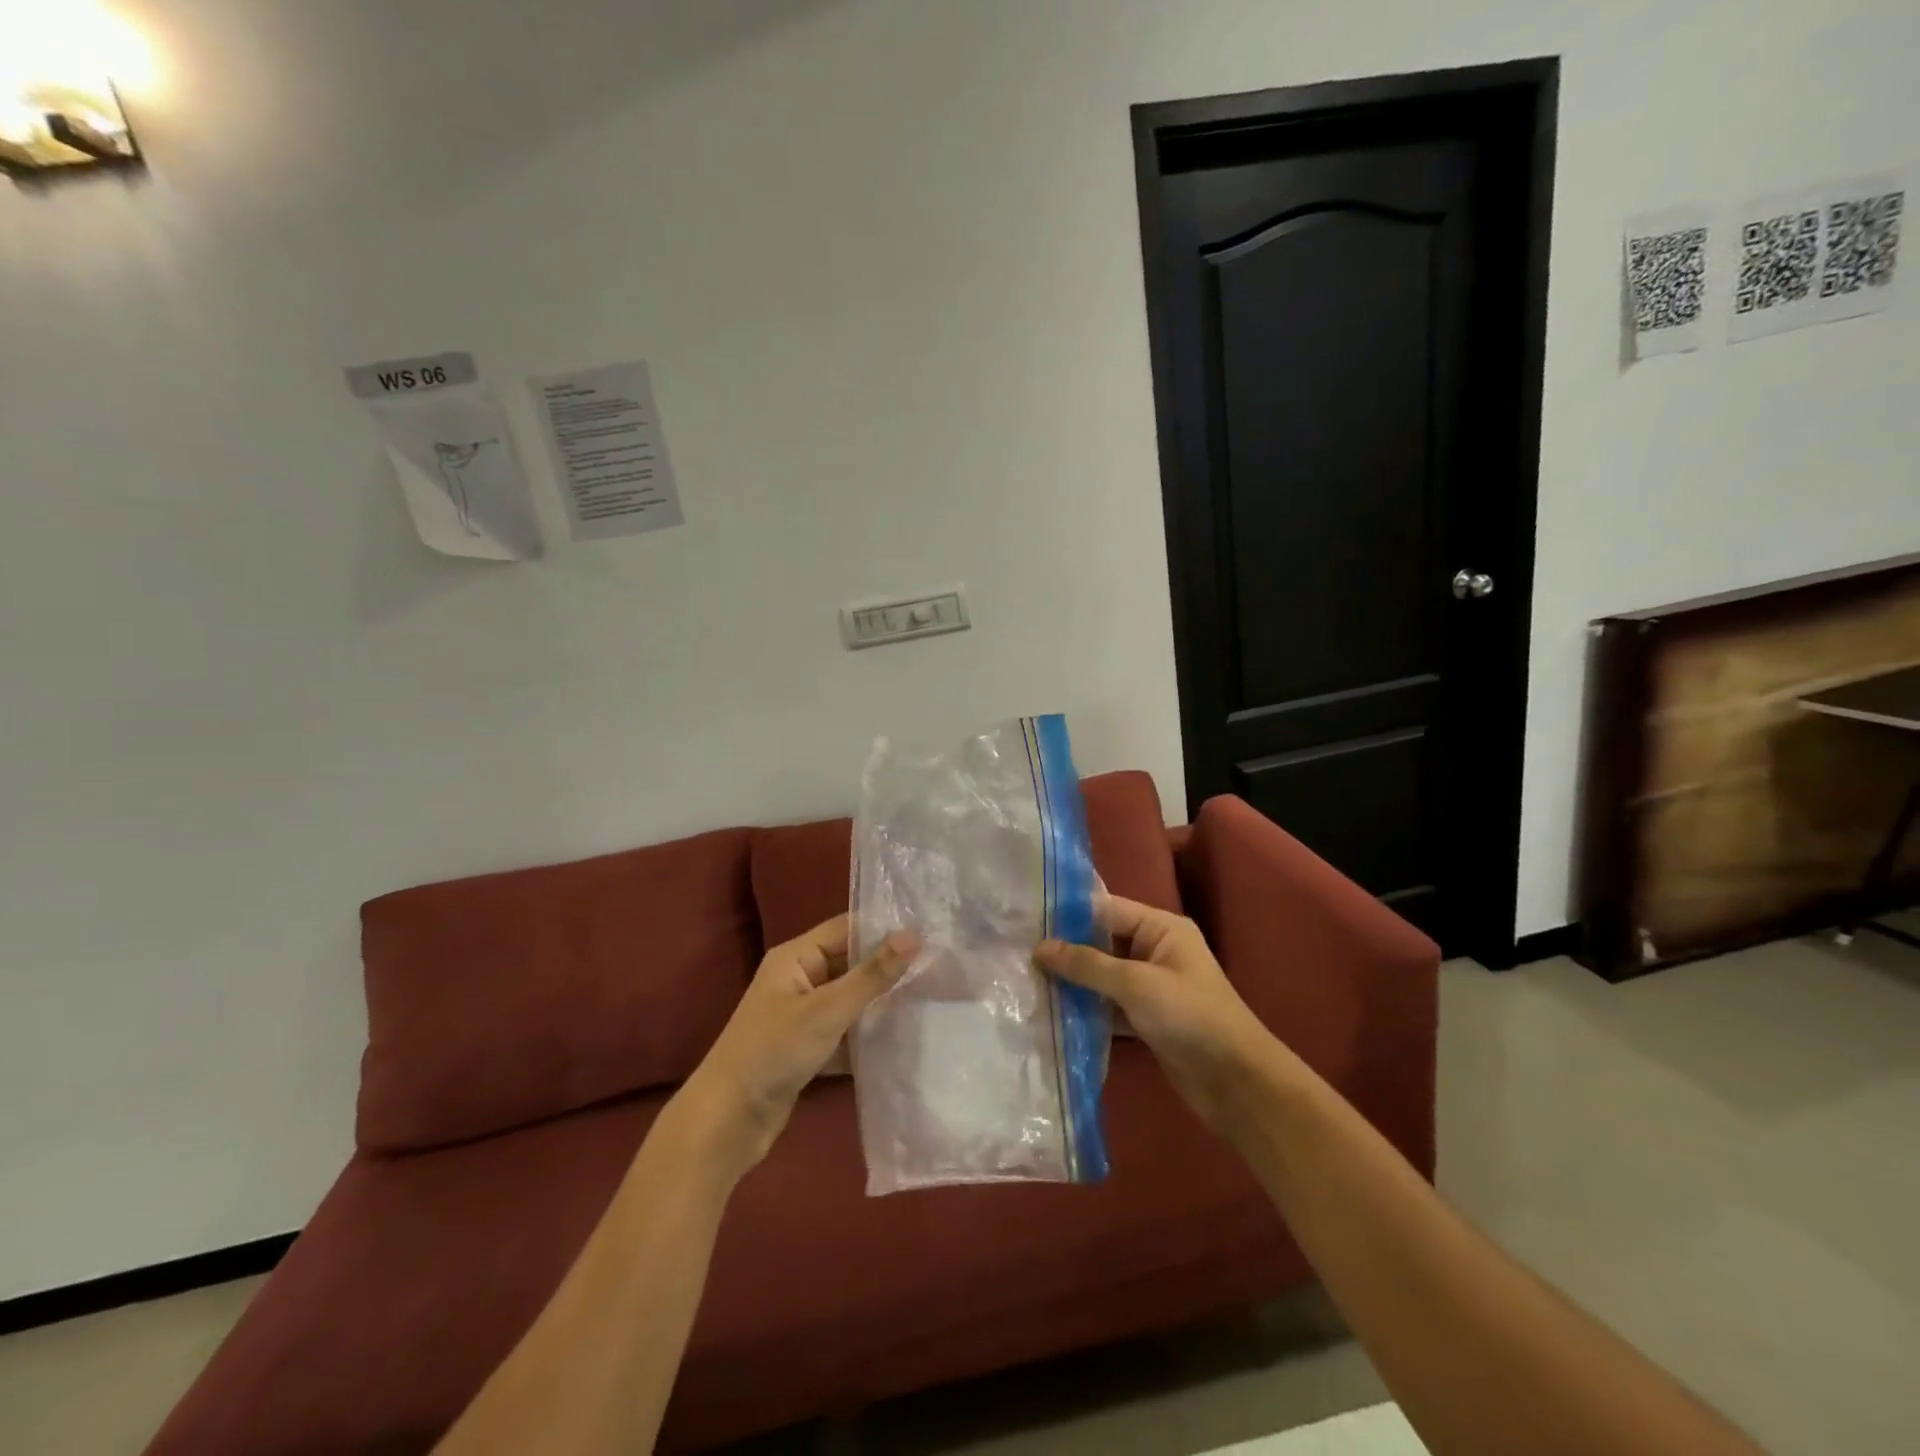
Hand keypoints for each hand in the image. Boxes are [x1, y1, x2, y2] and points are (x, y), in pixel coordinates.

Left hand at [677, 915, 918, 1173]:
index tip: (929, 932)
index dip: (885, 929)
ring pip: (850, 999)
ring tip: (930, 998)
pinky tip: (904, 1039)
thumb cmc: (773, 1052)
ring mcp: (802, 1015)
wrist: (727, 1122)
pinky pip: (845, 1031)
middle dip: (888, 967)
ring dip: (881, 1003)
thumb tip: (915, 935)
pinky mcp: (807, 1048)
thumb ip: (872, 974)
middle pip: (850, 963)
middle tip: (938, 967)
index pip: (847, 929)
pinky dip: (867, 1035)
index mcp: (795, 957)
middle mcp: (798, 979)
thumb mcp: (827, 1010)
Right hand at [1037, 896, 1275, 1135]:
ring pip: (1103, 977)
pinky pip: (1109, 1006)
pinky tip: (1052, 1013)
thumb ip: (1087, 964)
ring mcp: (1152, 987)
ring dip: (1073, 982)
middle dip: (1066, 950)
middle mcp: (1156, 951)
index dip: (1069, 914)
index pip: (1107, 910)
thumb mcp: (1135, 984)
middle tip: (1019, 952)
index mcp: (1162, 929)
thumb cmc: (1190, 1017)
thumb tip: (1040, 947)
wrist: (1237, 1083)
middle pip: (1102, 943)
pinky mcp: (1147, 1020)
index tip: (1026, 918)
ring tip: (1027, 981)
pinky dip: (1086, 1010)